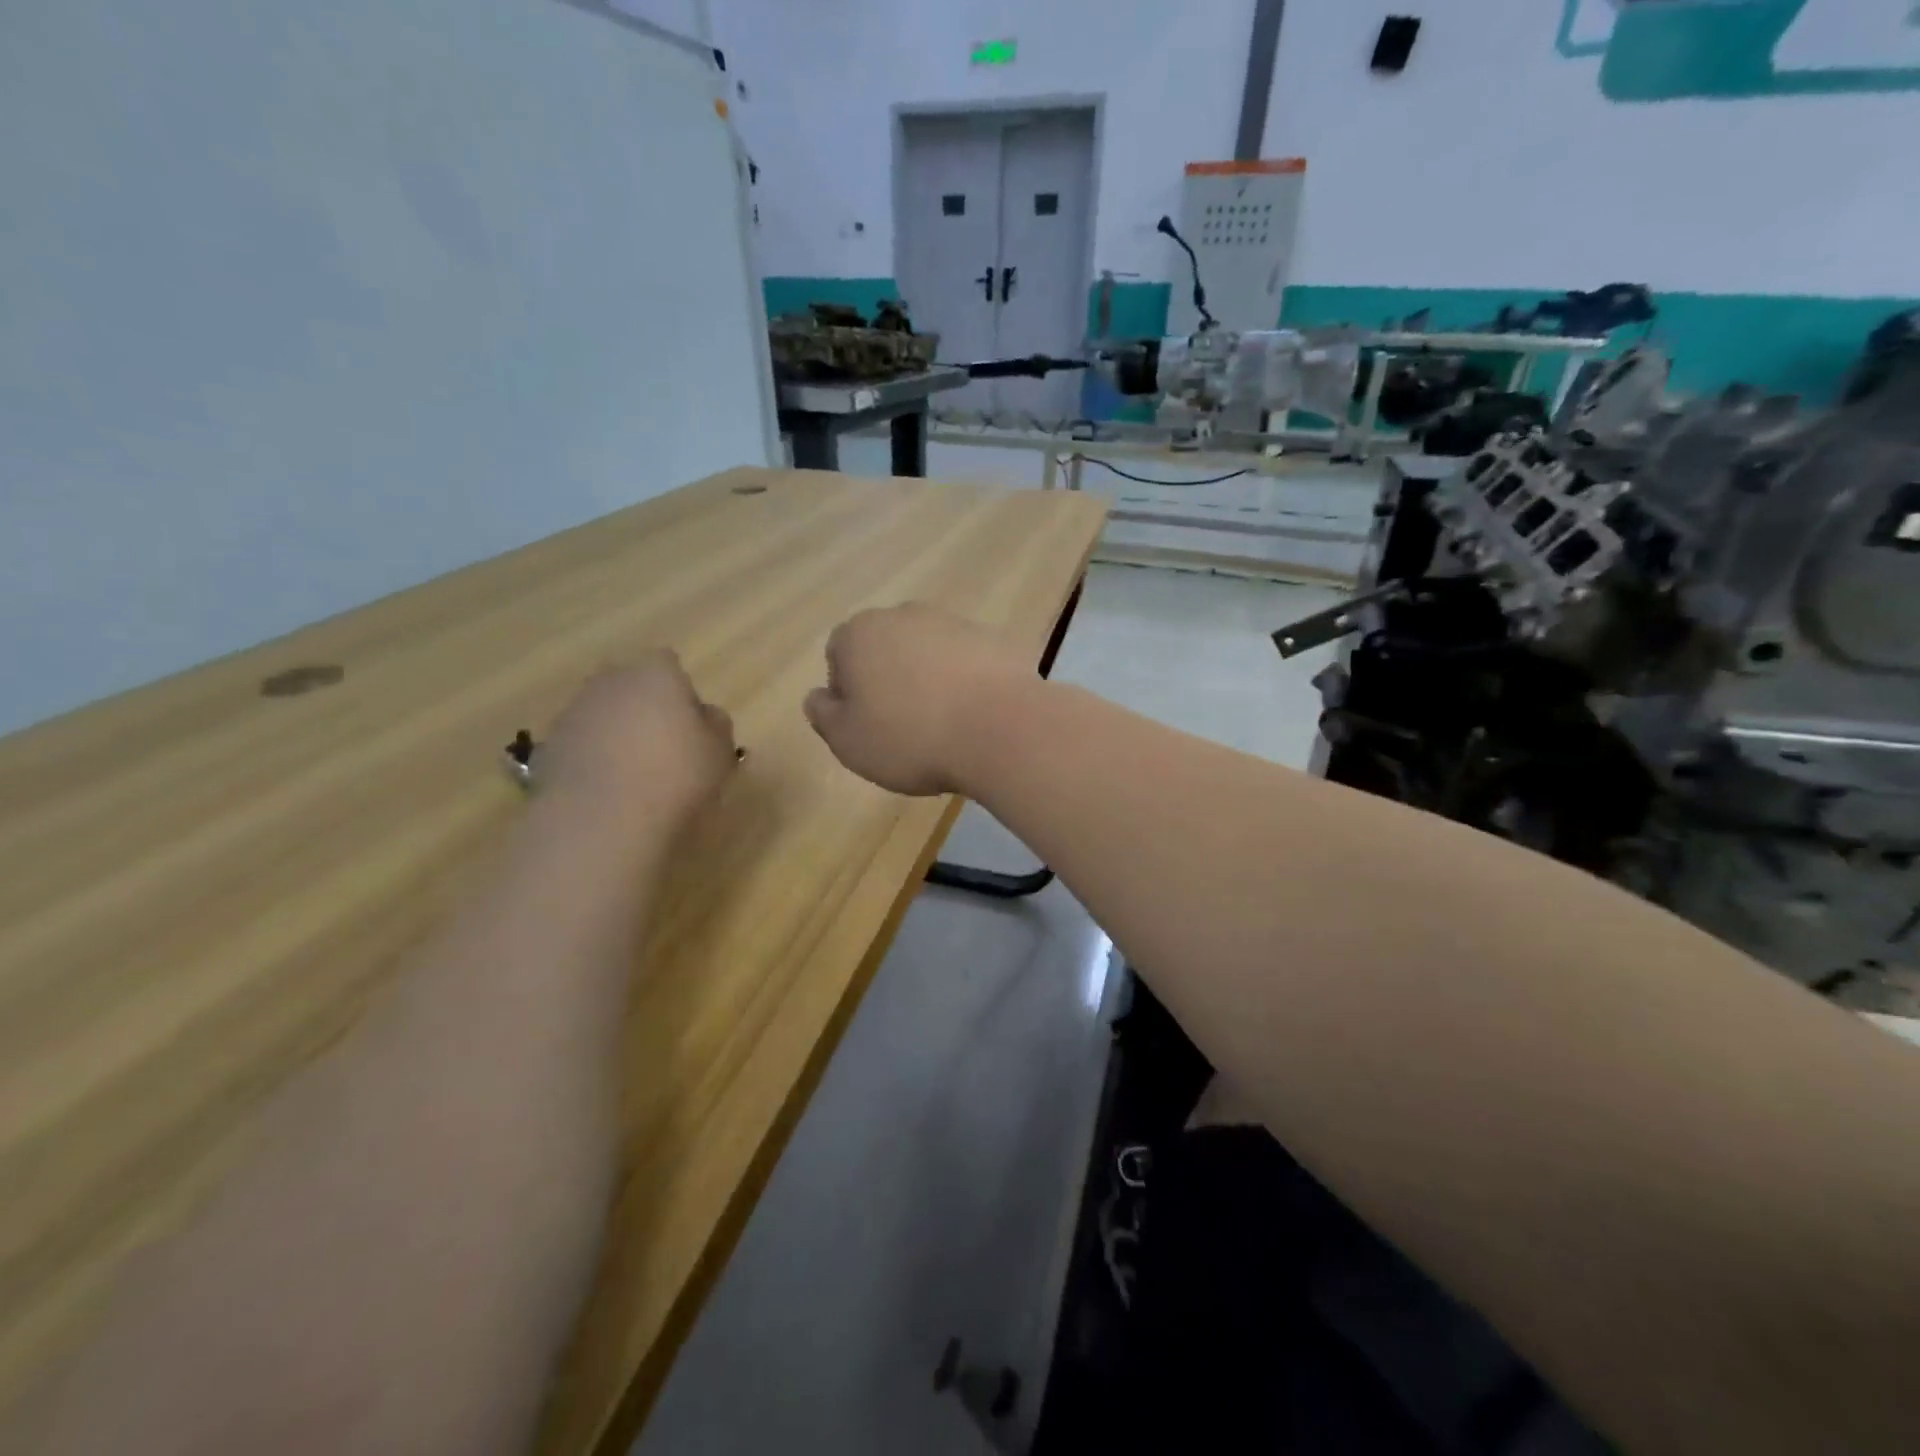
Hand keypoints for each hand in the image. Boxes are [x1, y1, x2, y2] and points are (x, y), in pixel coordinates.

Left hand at [541, 653, 736, 828]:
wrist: (601, 819)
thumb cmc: (675, 776)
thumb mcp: (720, 753)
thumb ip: (717, 725)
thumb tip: (706, 715)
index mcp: (656, 673)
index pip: (670, 665)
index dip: (682, 693)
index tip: (691, 726)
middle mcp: (611, 681)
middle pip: (633, 685)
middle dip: (646, 708)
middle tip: (665, 748)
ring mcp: (575, 710)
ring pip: (605, 713)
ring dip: (618, 733)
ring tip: (635, 774)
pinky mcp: (550, 744)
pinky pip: (582, 743)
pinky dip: (594, 757)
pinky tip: (609, 790)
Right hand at [804, 604, 1031, 795]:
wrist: (1000, 729)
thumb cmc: (910, 737)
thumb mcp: (848, 741)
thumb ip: (824, 715)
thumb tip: (818, 696)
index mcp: (860, 634)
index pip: (838, 655)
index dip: (847, 692)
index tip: (866, 725)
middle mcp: (905, 615)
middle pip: (885, 648)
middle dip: (889, 680)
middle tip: (903, 726)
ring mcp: (954, 622)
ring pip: (927, 653)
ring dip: (928, 680)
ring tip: (943, 725)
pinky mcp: (994, 638)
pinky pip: (967, 663)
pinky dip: (966, 683)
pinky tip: (975, 717)